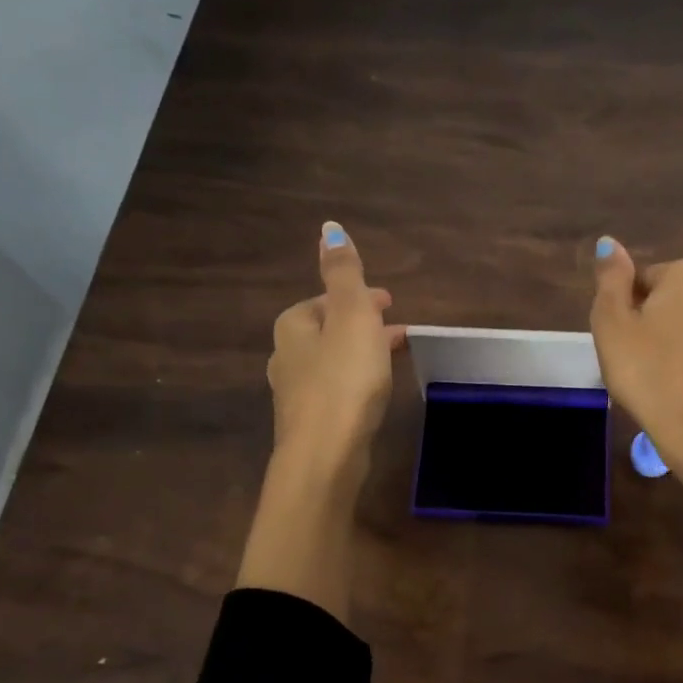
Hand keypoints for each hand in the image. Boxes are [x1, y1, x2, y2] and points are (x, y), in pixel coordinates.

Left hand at [266, 222, 405, 472]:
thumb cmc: (343, 380)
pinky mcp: (310, 424)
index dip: (358, 298)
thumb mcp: (351, 316)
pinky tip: (374, 394)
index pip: (324, 300)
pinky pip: (336, 390)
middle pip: (327, 331)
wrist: (325, 455)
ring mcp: (296, 394)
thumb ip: (344, 273)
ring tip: (393, 359)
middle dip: (361, 325)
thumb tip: (329, 227)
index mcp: (293, 327)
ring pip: (332, 362)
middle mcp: (286, 357)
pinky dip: (356, 381)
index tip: (389, 302)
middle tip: (396, 329)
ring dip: (361, 354)